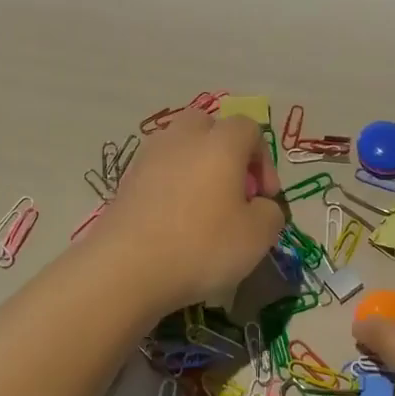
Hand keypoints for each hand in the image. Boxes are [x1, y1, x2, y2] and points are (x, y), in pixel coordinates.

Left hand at [100, 110, 285, 314]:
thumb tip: (259, 206)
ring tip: (202, 208)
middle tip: (232, 192)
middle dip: (225, 152)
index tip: (264, 198)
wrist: (126, 269)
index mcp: (220, 143)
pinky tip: (174, 223)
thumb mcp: (258, 236)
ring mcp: (148, 158)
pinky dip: (171, 188)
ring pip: (179, 147)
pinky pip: (158, 173)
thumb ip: (270, 212)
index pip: (249, 128)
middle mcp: (182, 138)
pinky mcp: (125, 182)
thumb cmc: (202, 246)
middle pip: (208, 126)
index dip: (264, 160)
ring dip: (195, 169)